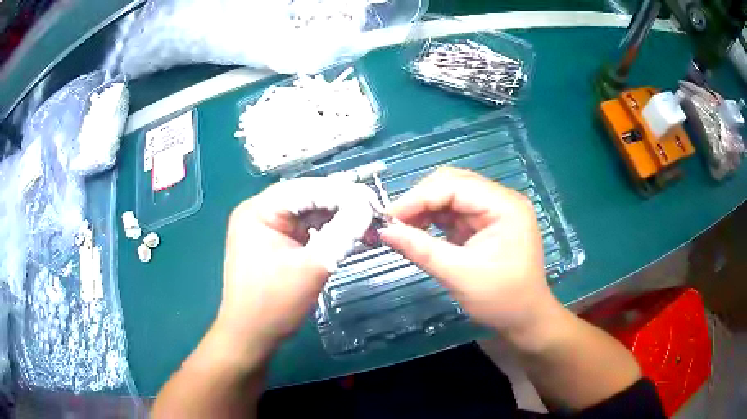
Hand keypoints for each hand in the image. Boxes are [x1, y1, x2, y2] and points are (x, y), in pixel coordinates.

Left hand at [216, 177, 379, 355]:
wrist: (250, 336)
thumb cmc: (274, 304)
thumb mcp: (313, 266)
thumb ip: (342, 232)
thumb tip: (367, 206)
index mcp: (259, 210)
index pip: (307, 189)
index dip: (343, 194)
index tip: (374, 203)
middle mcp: (259, 211)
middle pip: (308, 198)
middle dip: (342, 206)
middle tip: (374, 215)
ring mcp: (265, 227)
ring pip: (308, 213)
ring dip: (337, 219)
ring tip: (366, 228)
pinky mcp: (274, 242)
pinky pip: (305, 228)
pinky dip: (326, 232)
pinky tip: (347, 236)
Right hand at [380, 168, 559, 338]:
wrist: (525, 319)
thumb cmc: (500, 299)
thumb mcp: (458, 274)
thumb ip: (420, 249)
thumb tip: (383, 231)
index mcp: (504, 205)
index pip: (454, 185)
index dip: (417, 198)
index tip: (388, 218)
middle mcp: (501, 200)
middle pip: (452, 184)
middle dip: (420, 200)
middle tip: (393, 222)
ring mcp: (494, 211)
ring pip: (450, 196)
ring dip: (424, 209)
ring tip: (401, 228)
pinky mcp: (485, 223)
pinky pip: (454, 212)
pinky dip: (433, 220)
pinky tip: (419, 231)